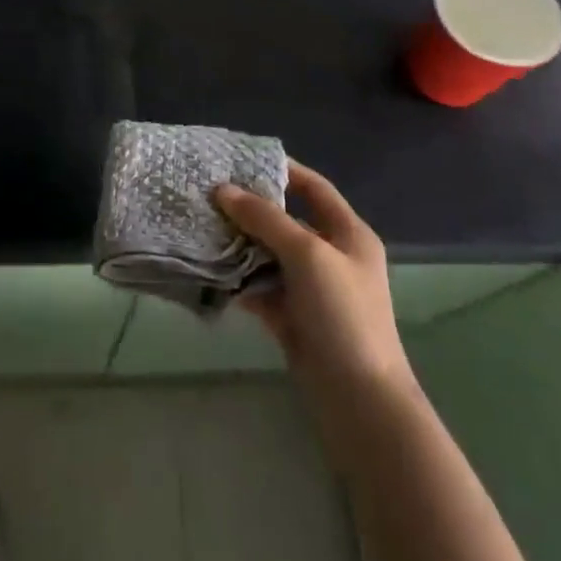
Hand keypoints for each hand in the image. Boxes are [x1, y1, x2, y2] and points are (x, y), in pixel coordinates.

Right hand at [214, 162, 411, 393]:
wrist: (359, 400)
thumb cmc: (342, 314)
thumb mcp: (307, 254)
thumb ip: (265, 219)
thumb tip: (223, 190)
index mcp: (348, 233)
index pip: (313, 187)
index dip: (281, 171)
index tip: (240, 160)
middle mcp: (330, 255)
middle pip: (286, 220)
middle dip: (250, 207)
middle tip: (209, 192)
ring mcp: (311, 289)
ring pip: (269, 254)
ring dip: (239, 242)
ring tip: (201, 224)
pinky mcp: (293, 317)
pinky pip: (261, 287)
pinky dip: (238, 278)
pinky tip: (209, 267)